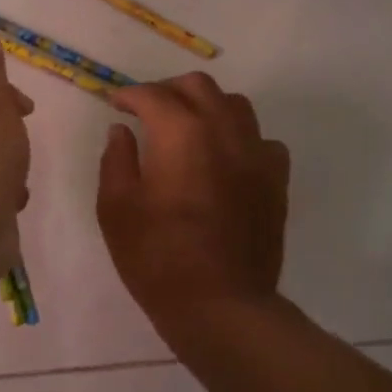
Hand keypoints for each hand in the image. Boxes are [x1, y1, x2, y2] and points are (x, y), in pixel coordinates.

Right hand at [97, 73, 290, 337]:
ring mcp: (257, 154)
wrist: (220, 304)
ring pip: (235, 105)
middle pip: (198, 87)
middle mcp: (224, 131)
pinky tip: (225, 158)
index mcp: (181, 133)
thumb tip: (122, 131)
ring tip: (187, 127)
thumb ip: (116, 160)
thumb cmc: (158, 257)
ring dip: (206, 106)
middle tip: (147, 110)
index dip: (129, 95)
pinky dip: (239, 138)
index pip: (153, 95)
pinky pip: (261, 140)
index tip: (115, 104)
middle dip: (168, 90)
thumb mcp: (117, 209)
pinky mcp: (276, 180)